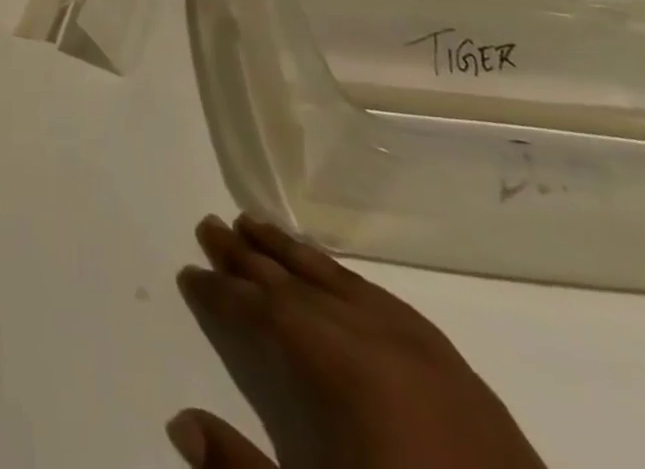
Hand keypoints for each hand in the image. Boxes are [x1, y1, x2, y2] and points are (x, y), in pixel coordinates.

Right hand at [169, 215, 547, 468]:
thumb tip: (181, 422)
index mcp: (345, 373)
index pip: (266, 313)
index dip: (223, 293)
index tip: (189, 273)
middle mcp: (381, 343)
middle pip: (299, 285)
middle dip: (250, 256)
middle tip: (211, 225)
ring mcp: (427, 354)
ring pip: (343, 283)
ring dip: (295, 254)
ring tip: (258, 223)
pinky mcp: (463, 374)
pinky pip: (386, 300)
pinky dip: (347, 279)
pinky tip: (337, 277)